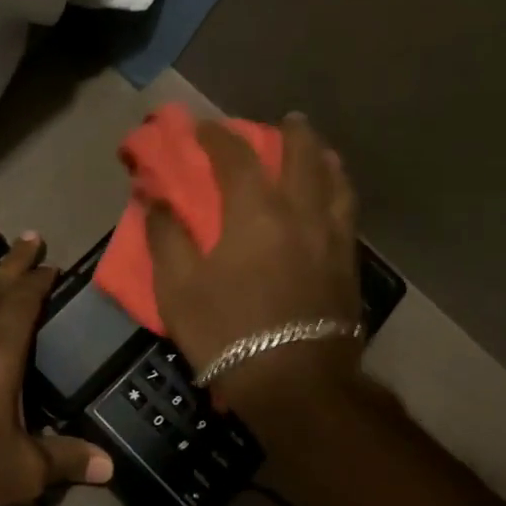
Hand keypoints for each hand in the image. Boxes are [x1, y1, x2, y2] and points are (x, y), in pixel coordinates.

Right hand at [146, 113, 363, 416]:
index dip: (218, 137)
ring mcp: (332, 238)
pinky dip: (339, 193)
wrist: (296, 385)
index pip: (237, 157)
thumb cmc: (228, 332)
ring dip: (324, 158)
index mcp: (255, 213)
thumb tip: (156, 200)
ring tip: (318, 151)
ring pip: (336, 182)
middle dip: (291, 133)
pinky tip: (334, 200)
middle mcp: (300, 213)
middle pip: (302, 157)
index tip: (204, 127)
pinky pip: (348, 213)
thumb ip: (167, 237)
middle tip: (284, 120)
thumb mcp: (178, 288)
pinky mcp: (349, 265)